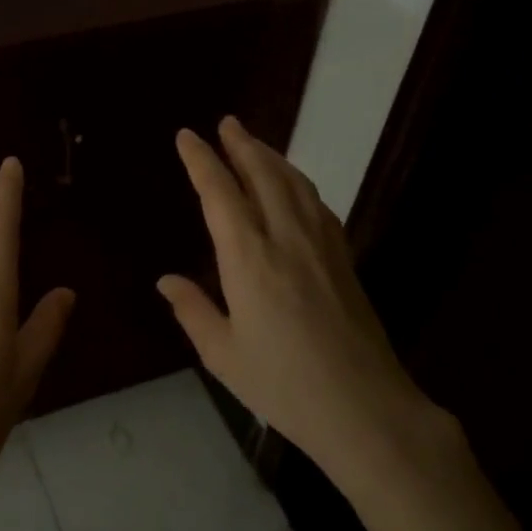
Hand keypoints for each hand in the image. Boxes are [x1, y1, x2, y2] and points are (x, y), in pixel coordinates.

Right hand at [157, 117, 453, 485]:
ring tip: (254, 144)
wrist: (365, 408)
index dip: (202, 161)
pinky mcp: (345, 259)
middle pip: (264, 176)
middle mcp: (286, 240)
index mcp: (249, 260)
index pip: (221, 195)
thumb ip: (193, 311)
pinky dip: (299, 183)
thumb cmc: (284, 385)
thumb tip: (166, 280)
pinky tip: (294, 187)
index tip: (187, 136)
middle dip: (242, 145)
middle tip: (226, 123)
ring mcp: (322, 246)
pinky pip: (318, 205)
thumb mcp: (223, 354)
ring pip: (295, 185)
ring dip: (272, 157)